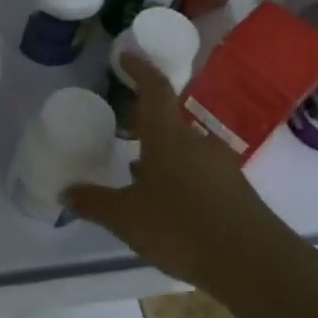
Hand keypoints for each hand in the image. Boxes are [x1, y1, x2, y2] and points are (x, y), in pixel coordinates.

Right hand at [64, 53, 282, 285]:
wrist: (252, 262)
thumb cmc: (180, 227)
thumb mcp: (126, 218)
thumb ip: (94, 203)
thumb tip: (65, 192)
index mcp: (167, 137)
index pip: (154, 89)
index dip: (140, 69)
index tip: (126, 56)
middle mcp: (196, 143)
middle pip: (168, 121)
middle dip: (144, 124)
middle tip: (121, 129)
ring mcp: (219, 166)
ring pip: (182, 150)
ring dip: (159, 154)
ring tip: (135, 170)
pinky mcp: (233, 191)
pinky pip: (197, 173)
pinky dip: (177, 177)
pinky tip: (164, 201)